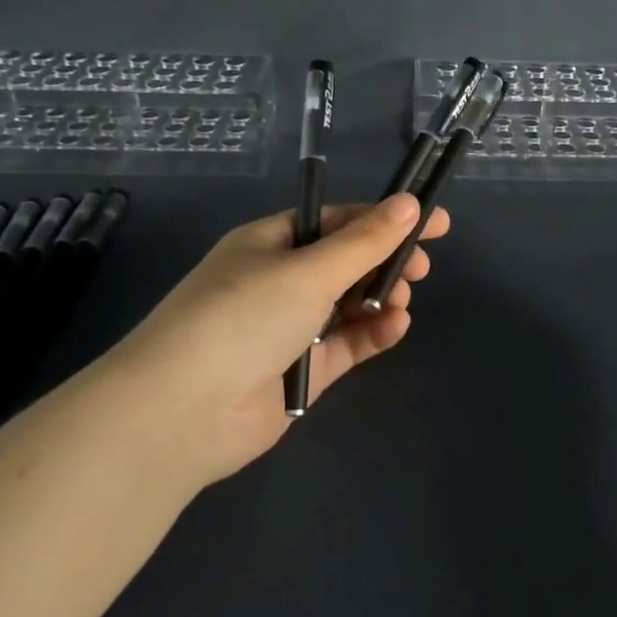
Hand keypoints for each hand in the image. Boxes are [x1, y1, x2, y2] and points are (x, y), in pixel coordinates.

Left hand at [92, 195, 448, 487]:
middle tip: (422, 268)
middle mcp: (279, 281)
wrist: (182, 413)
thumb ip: (365, 240)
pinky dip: (372, 334)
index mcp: (270, 243)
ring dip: (381, 298)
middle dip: (386, 261)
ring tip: (404, 299)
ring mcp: (290, 328)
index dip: (385, 218)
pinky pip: (346, 344)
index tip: (434, 222)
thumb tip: (410, 203)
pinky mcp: (302, 372)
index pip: (337, 220)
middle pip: (346, 262)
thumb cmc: (243, 317)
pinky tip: (396, 327)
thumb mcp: (309, 270)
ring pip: (349, 304)